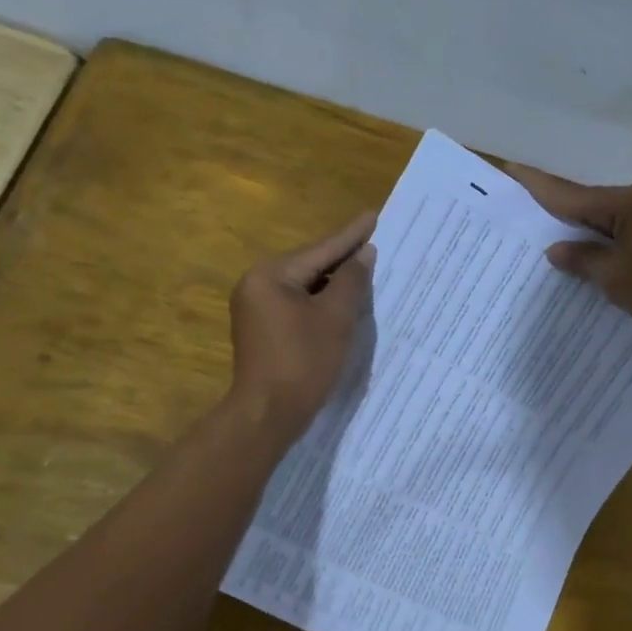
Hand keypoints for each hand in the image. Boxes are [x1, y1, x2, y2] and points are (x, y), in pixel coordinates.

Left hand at [229, 212, 375, 437]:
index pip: (320, 250)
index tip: (374, 216)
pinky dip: (321, 303)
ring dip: (334, 284)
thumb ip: (352, 280)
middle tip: (375, 244)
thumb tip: (364, 253)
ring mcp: (256, 309)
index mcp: (270, 276)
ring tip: (366, 271)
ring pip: (304, 287)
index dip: (351, 235)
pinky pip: (297, 306)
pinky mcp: (262, 330)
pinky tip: (343, 304)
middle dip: (343, 260)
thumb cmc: (304, 362)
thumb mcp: (336, 318)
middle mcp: (256, 285)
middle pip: (310, 266)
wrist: (268, 414)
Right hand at [505, 164, 631, 340]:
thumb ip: (584, 261)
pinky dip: (609, 244)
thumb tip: (557, 249)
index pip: (569, 194)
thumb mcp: (616, 279)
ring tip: (556, 237)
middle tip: (526, 211)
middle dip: (559, 209)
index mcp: (623, 205)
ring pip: (610, 221)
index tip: (510, 169)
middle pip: (590, 204)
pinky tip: (599, 258)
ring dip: (585, 230)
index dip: (537, 185)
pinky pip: (628, 236)